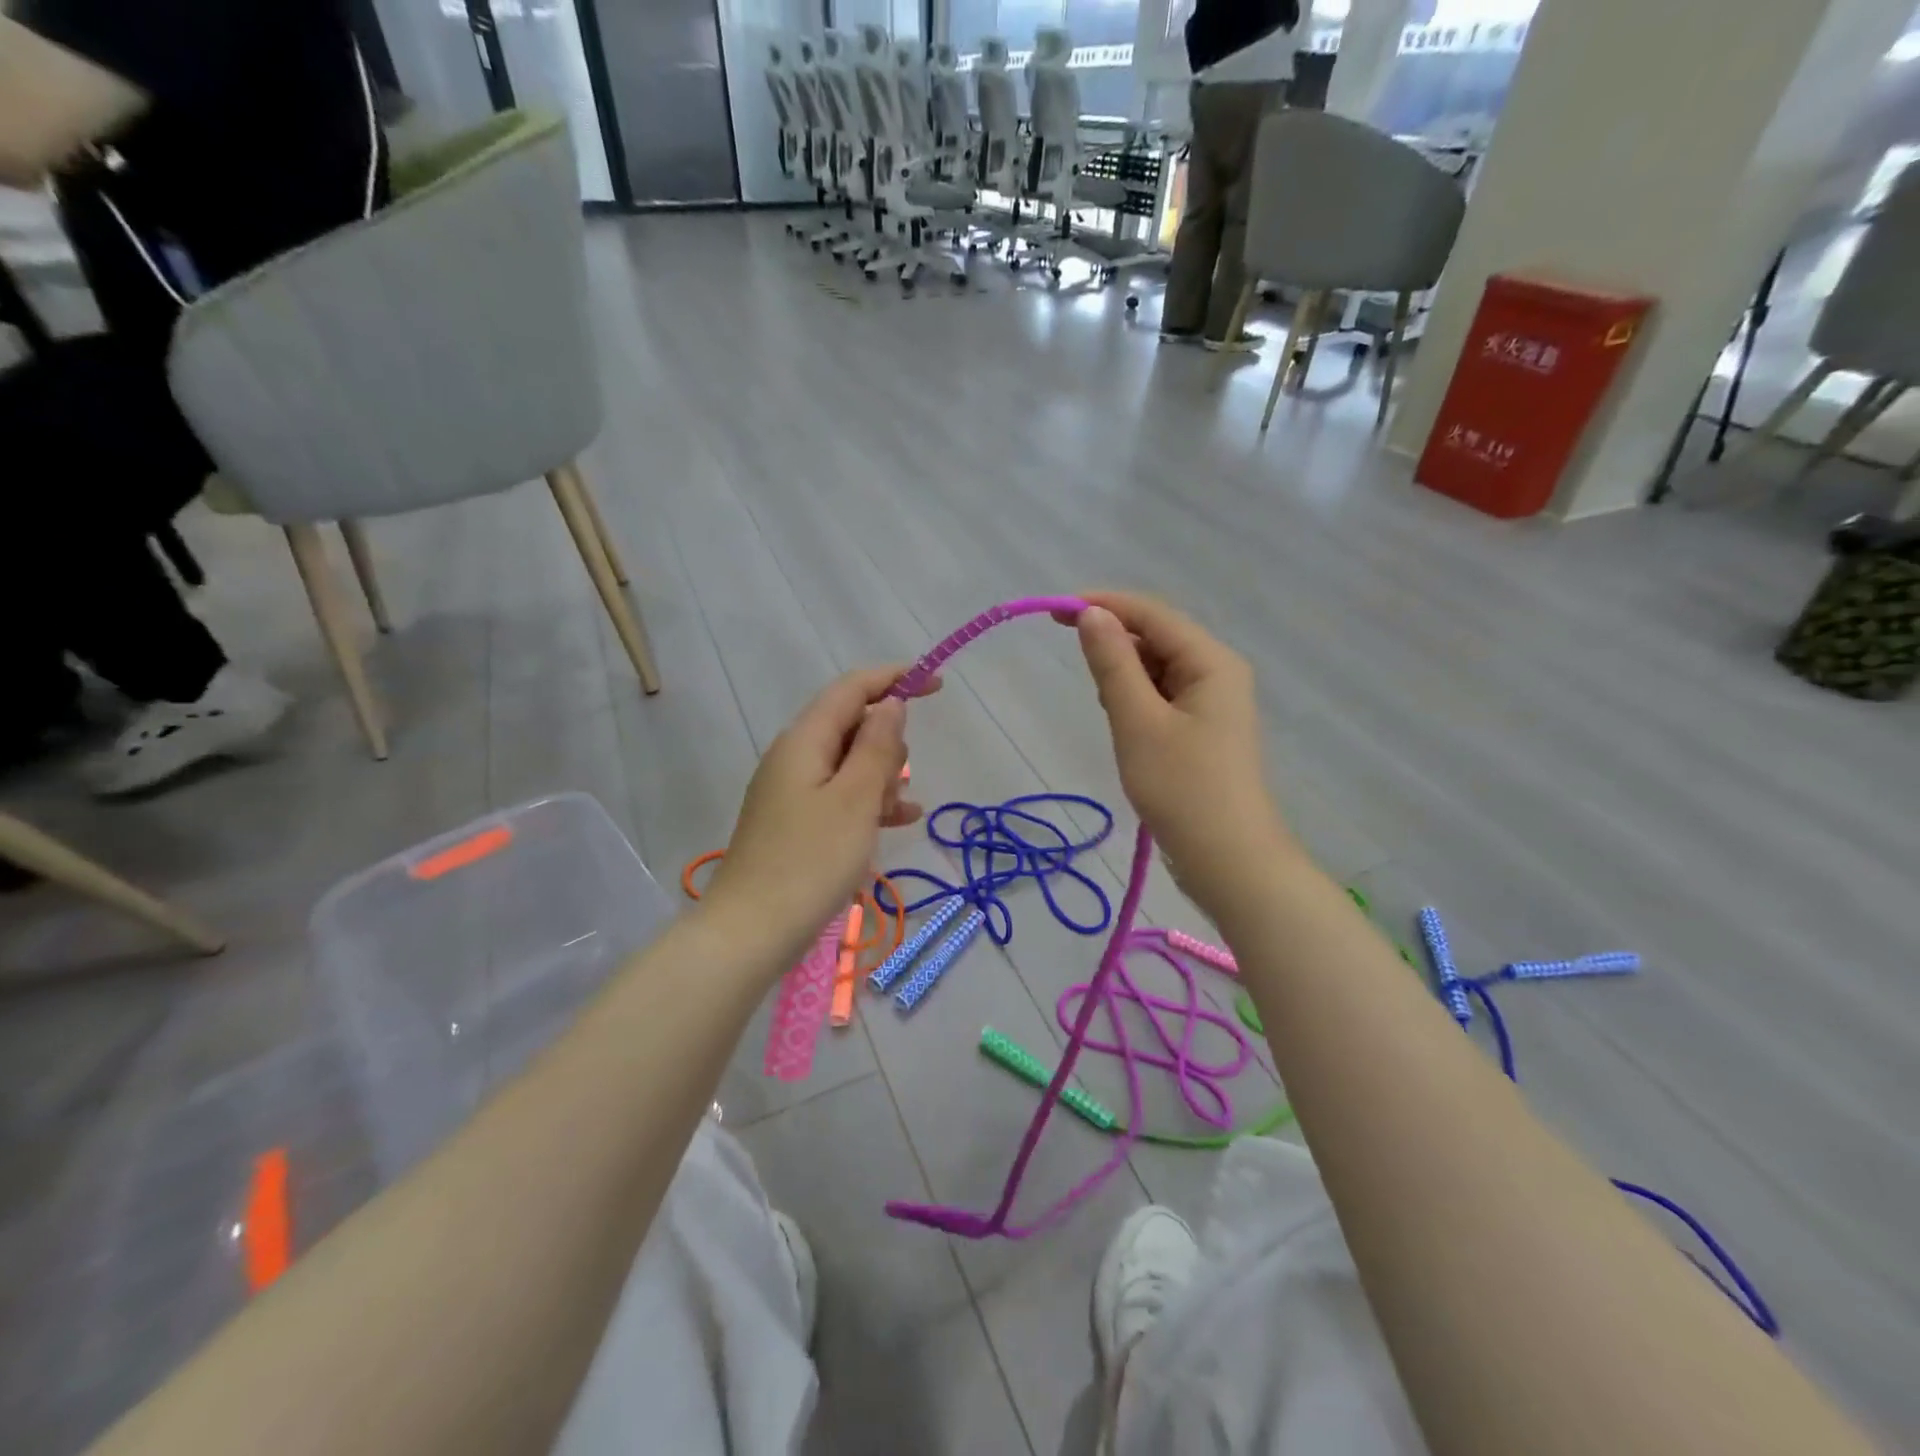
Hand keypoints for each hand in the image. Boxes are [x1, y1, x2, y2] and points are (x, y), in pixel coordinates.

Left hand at [704, 666, 937, 971]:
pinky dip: (869, 800)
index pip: (852, 688)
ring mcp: (792, 790)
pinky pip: (840, 795)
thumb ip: (877, 746)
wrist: (752, 931)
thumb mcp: (856, 799)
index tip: (937, 684)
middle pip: (851, 724)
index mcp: (805, 740)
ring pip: (849, 763)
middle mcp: (794, 756)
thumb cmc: (810, 860)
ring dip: (881, 776)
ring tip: (899, 810)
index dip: (896, 678)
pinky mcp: (795, 821)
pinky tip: (900, 821)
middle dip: (888, 742)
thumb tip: (890, 703)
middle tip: (899, 781)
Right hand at [1065, 592, 1292, 912]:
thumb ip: (1113, 664)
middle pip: (1158, 638)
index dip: (1104, 605)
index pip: (1152, 615)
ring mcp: (1213, 704)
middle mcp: (1218, 673)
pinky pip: (1164, 698)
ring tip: (1108, 710)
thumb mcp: (1137, 721)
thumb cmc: (1181, 788)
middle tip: (1075, 663)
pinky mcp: (1203, 732)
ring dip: (1125, 676)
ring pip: (1159, 670)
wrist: (1228, 860)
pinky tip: (1124, 724)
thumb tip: (1091, 614)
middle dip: (1115, 643)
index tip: (1056, 612)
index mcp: (1211, 662)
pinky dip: (1138, 701)